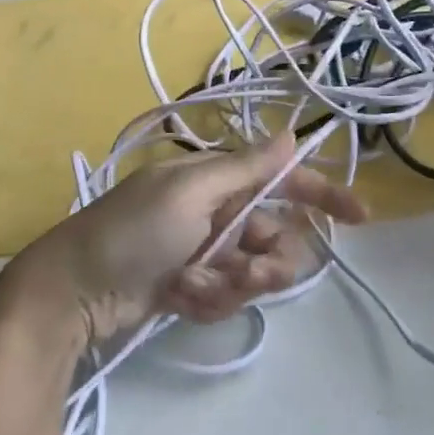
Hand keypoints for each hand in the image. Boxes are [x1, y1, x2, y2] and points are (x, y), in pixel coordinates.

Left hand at [8, 133, 366, 349]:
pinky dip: (207, 301)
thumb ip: (246, 168)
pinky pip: (225, 298)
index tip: (360, 217)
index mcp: (217, 181)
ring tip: (192, 286)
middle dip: (266, 260)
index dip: (322, 194)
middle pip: (274, 237)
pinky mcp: (192, 288)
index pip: (282, 181)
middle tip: (244, 272)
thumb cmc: (132, 230)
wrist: (73, 291)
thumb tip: (292, 133)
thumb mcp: (190, 192)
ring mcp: (205, 253)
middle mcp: (217, 213)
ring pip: (253, 273)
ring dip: (230, 284)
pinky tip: (177, 298)